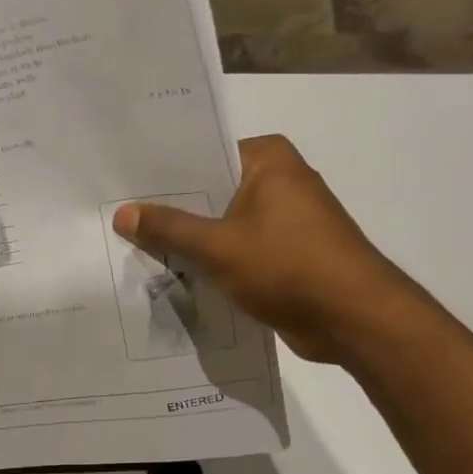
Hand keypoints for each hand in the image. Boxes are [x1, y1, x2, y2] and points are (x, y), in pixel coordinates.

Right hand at [112, 134, 417, 364]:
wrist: (352, 318)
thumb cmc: (287, 266)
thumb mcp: (218, 246)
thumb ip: (168, 228)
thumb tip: (122, 213)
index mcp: (269, 161)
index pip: (204, 155)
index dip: (163, 175)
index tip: (124, 189)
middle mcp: (280, 181)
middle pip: (211, 192)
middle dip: (172, 212)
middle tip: (121, 223)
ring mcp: (286, 220)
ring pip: (223, 225)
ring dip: (191, 242)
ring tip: (138, 250)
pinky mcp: (287, 255)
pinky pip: (237, 251)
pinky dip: (212, 263)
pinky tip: (176, 277)